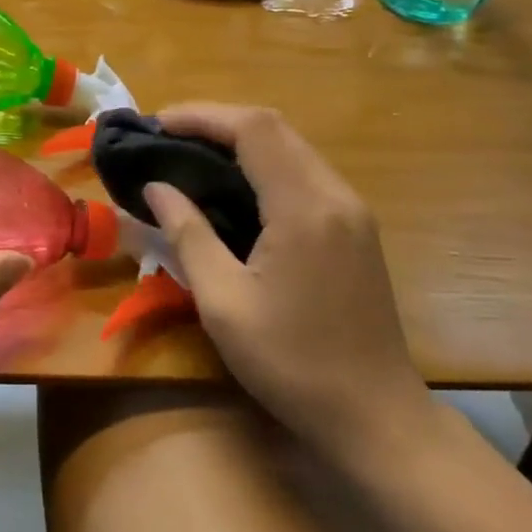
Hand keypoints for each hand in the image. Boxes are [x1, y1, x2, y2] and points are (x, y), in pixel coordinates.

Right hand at [144, 103, 436, 467]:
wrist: (375, 416)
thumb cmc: (291, 364)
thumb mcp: (223, 303)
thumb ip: (187, 234)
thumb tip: (156, 187)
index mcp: (305, 208)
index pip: (253, 129)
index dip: (201, 115)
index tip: (156, 125)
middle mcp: (336, 195)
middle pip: (275, 128)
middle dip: (216, 121)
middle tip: (165, 137)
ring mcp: (352, 210)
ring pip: (292, 147)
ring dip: (240, 140)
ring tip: (190, 155)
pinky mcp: (356, 227)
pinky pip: (304, 172)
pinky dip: (263, 164)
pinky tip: (233, 186)